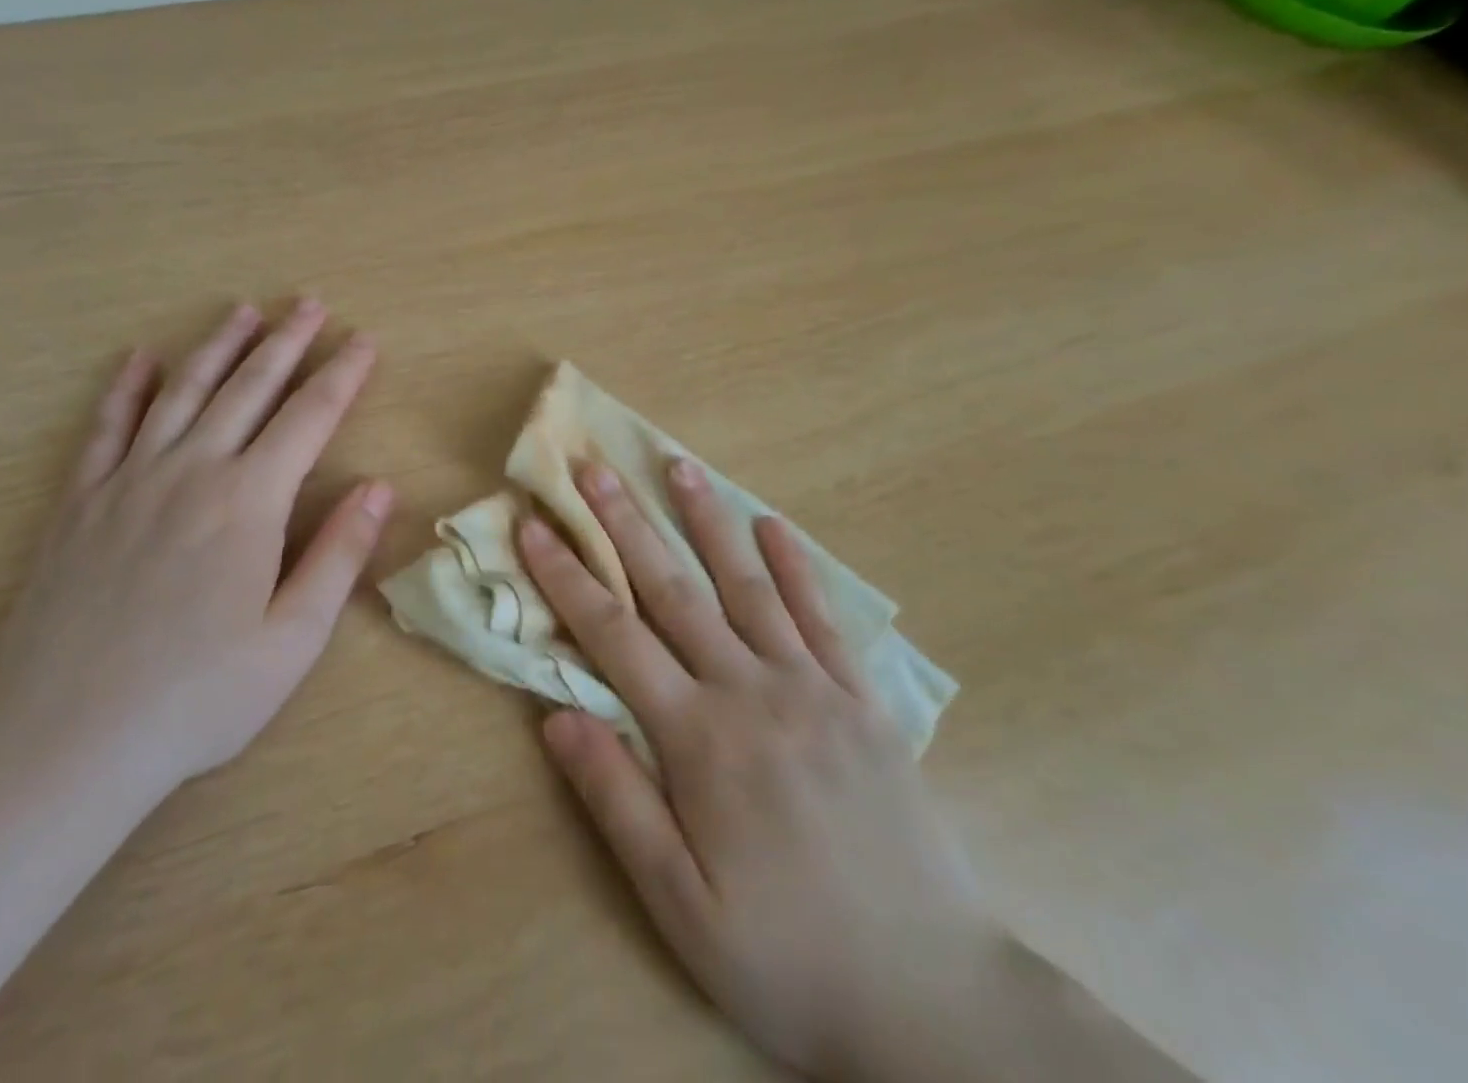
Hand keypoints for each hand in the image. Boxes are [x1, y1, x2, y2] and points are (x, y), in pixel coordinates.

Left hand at [0, 298, 393, 797]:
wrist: (66, 742)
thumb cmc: (198, 697)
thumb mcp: (292, 638)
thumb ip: (339, 555)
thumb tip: (379, 488)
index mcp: (250, 502)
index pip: (310, 417)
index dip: (342, 375)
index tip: (364, 341)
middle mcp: (192, 472)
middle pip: (249, 388)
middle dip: (286, 342)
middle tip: (311, 303)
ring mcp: (129, 482)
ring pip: (183, 392)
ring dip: (218, 346)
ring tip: (244, 311)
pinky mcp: (79, 503)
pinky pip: (106, 427)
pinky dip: (126, 387)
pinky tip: (141, 358)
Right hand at [518, 460, 1004, 1082]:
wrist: (932, 1001)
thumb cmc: (787, 959)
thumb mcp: (680, 906)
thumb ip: (616, 801)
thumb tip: (556, 716)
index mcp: (699, 738)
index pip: (614, 635)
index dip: (567, 576)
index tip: (535, 524)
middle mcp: (751, 691)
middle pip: (673, 589)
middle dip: (625, 524)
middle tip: (594, 467)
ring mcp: (813, 687)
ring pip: (746, 584)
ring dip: (707, 520)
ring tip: (678, 466)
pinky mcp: (862, 699)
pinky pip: (822, 617)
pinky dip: (795, 565)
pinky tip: (773, 525)